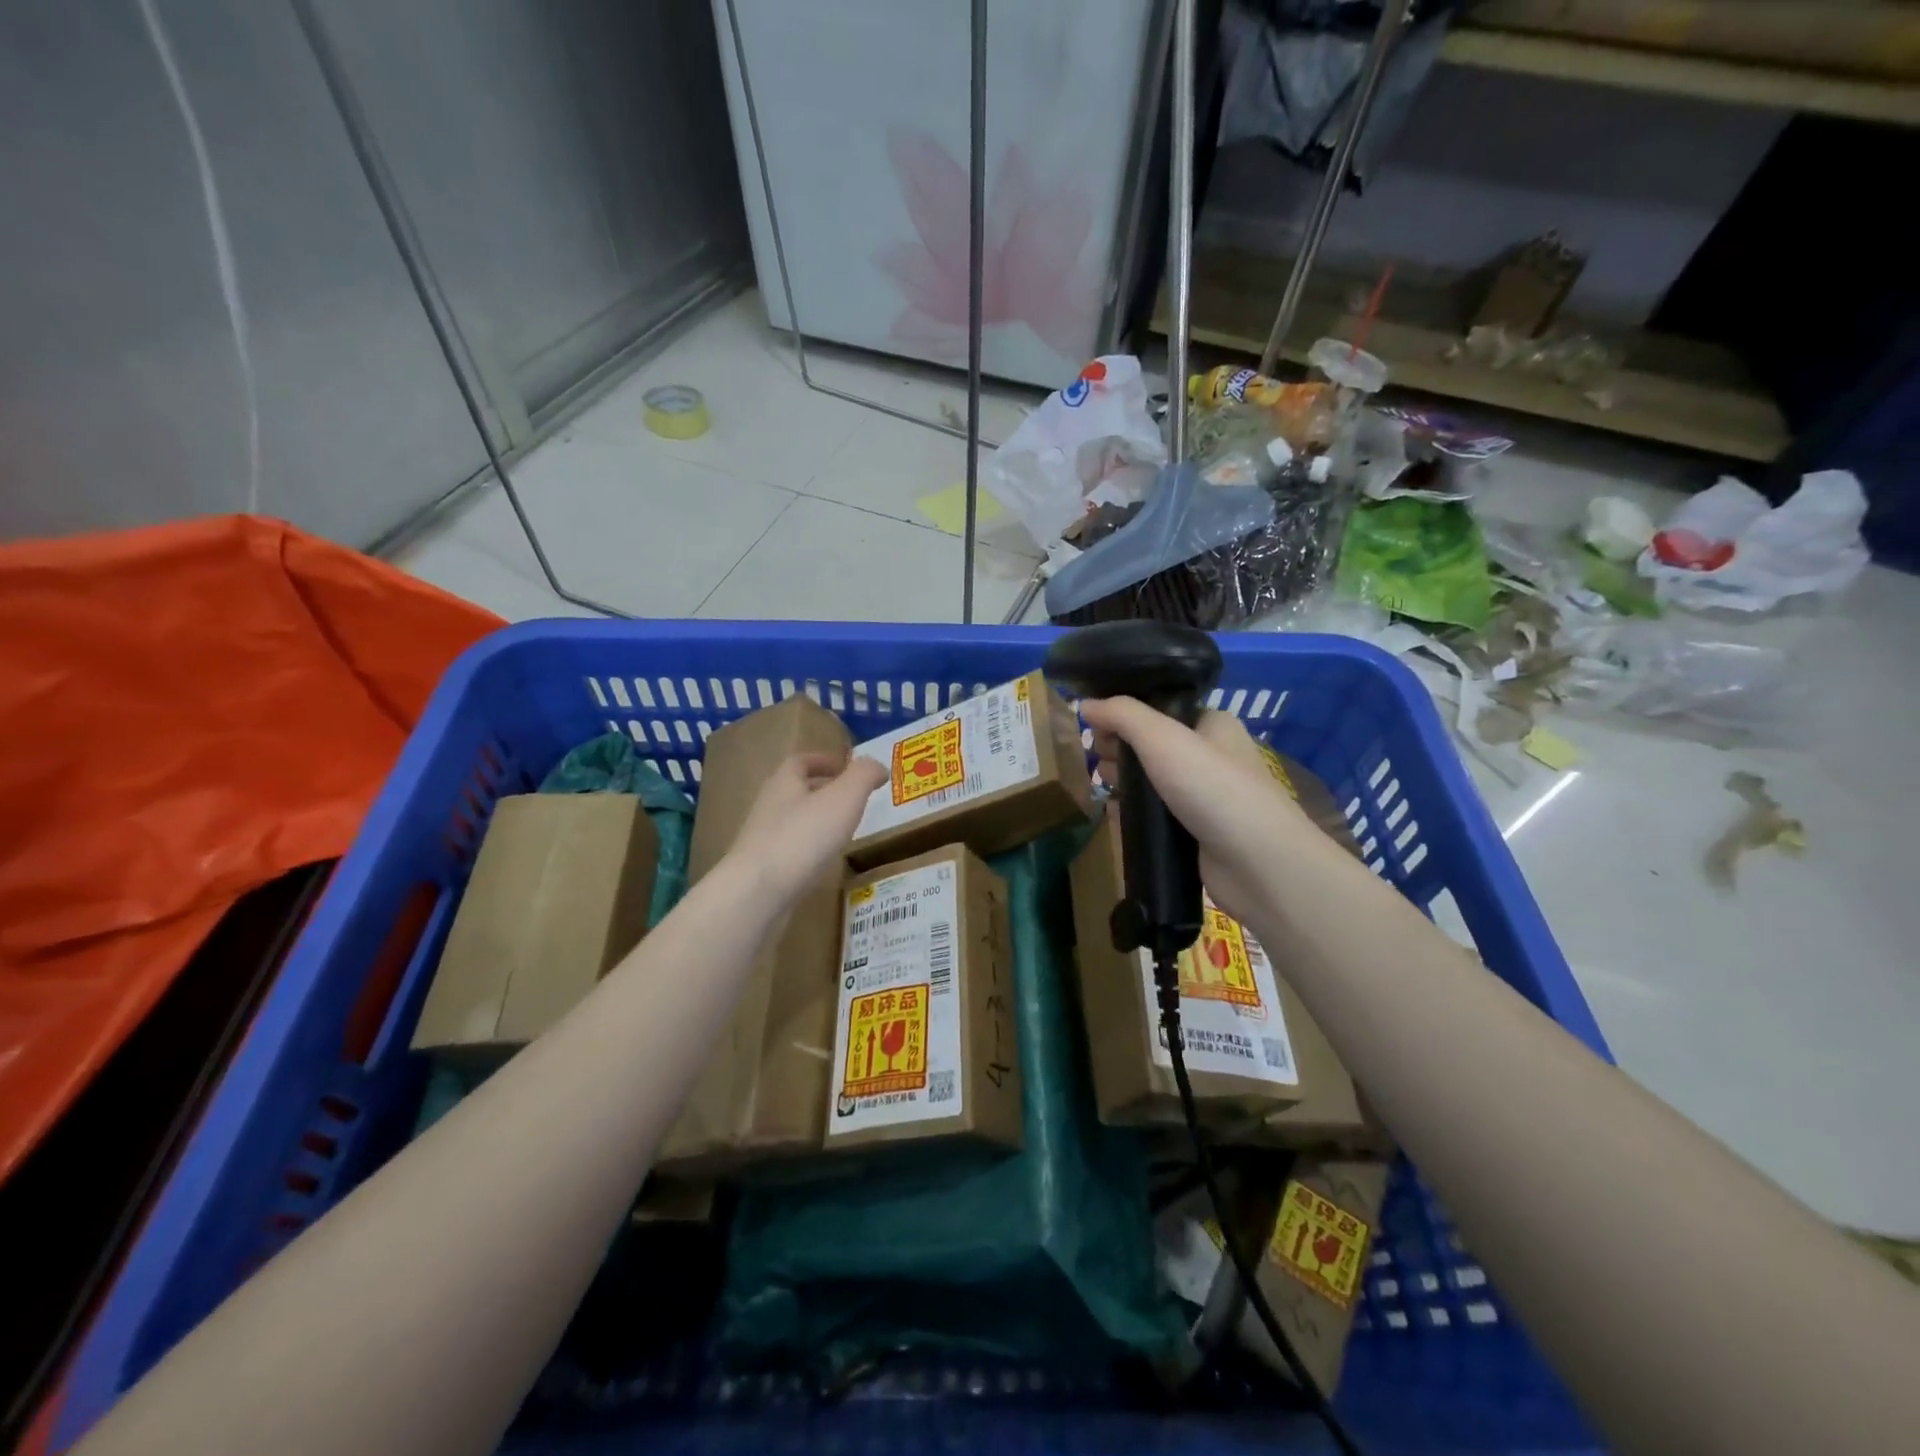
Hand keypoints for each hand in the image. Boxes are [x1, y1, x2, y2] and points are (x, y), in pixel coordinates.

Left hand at [725, 752, 885, 904]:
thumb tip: (877, 765)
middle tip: (851, 799)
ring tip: (843, 830)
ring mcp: (762, 839)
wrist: (757, 893)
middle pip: (795, 790)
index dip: (824, 760)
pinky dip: (809, 849)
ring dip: (816, 821)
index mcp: (784, 782)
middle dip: (822, 790)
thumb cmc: (803, 837)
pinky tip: (824, 861)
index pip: (801, 761)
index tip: (846, 766)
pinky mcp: (762, 870)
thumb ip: (863, 776)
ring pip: (792, 821)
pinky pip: (789, 850)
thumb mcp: (844, 798)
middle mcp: (768, 806)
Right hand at [1078, 697, 1313, 926]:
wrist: (1258, 864)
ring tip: (1101, 786)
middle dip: (1120, 749)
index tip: (1094, 727)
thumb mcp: (1162, 738)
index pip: (1160, 709)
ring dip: (1125, 781)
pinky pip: (1158, 815)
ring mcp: (1206, 796)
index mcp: (1213, 724)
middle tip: (1096, 760)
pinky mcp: (1198, 832)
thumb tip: (1084, 703)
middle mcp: (1212, 756)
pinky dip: (1136, 813)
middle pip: (1153, 744)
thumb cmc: (1212, 788)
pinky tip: (1114, 814)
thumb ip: (1121, 715)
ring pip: (1153, 781)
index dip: (1124, 715)